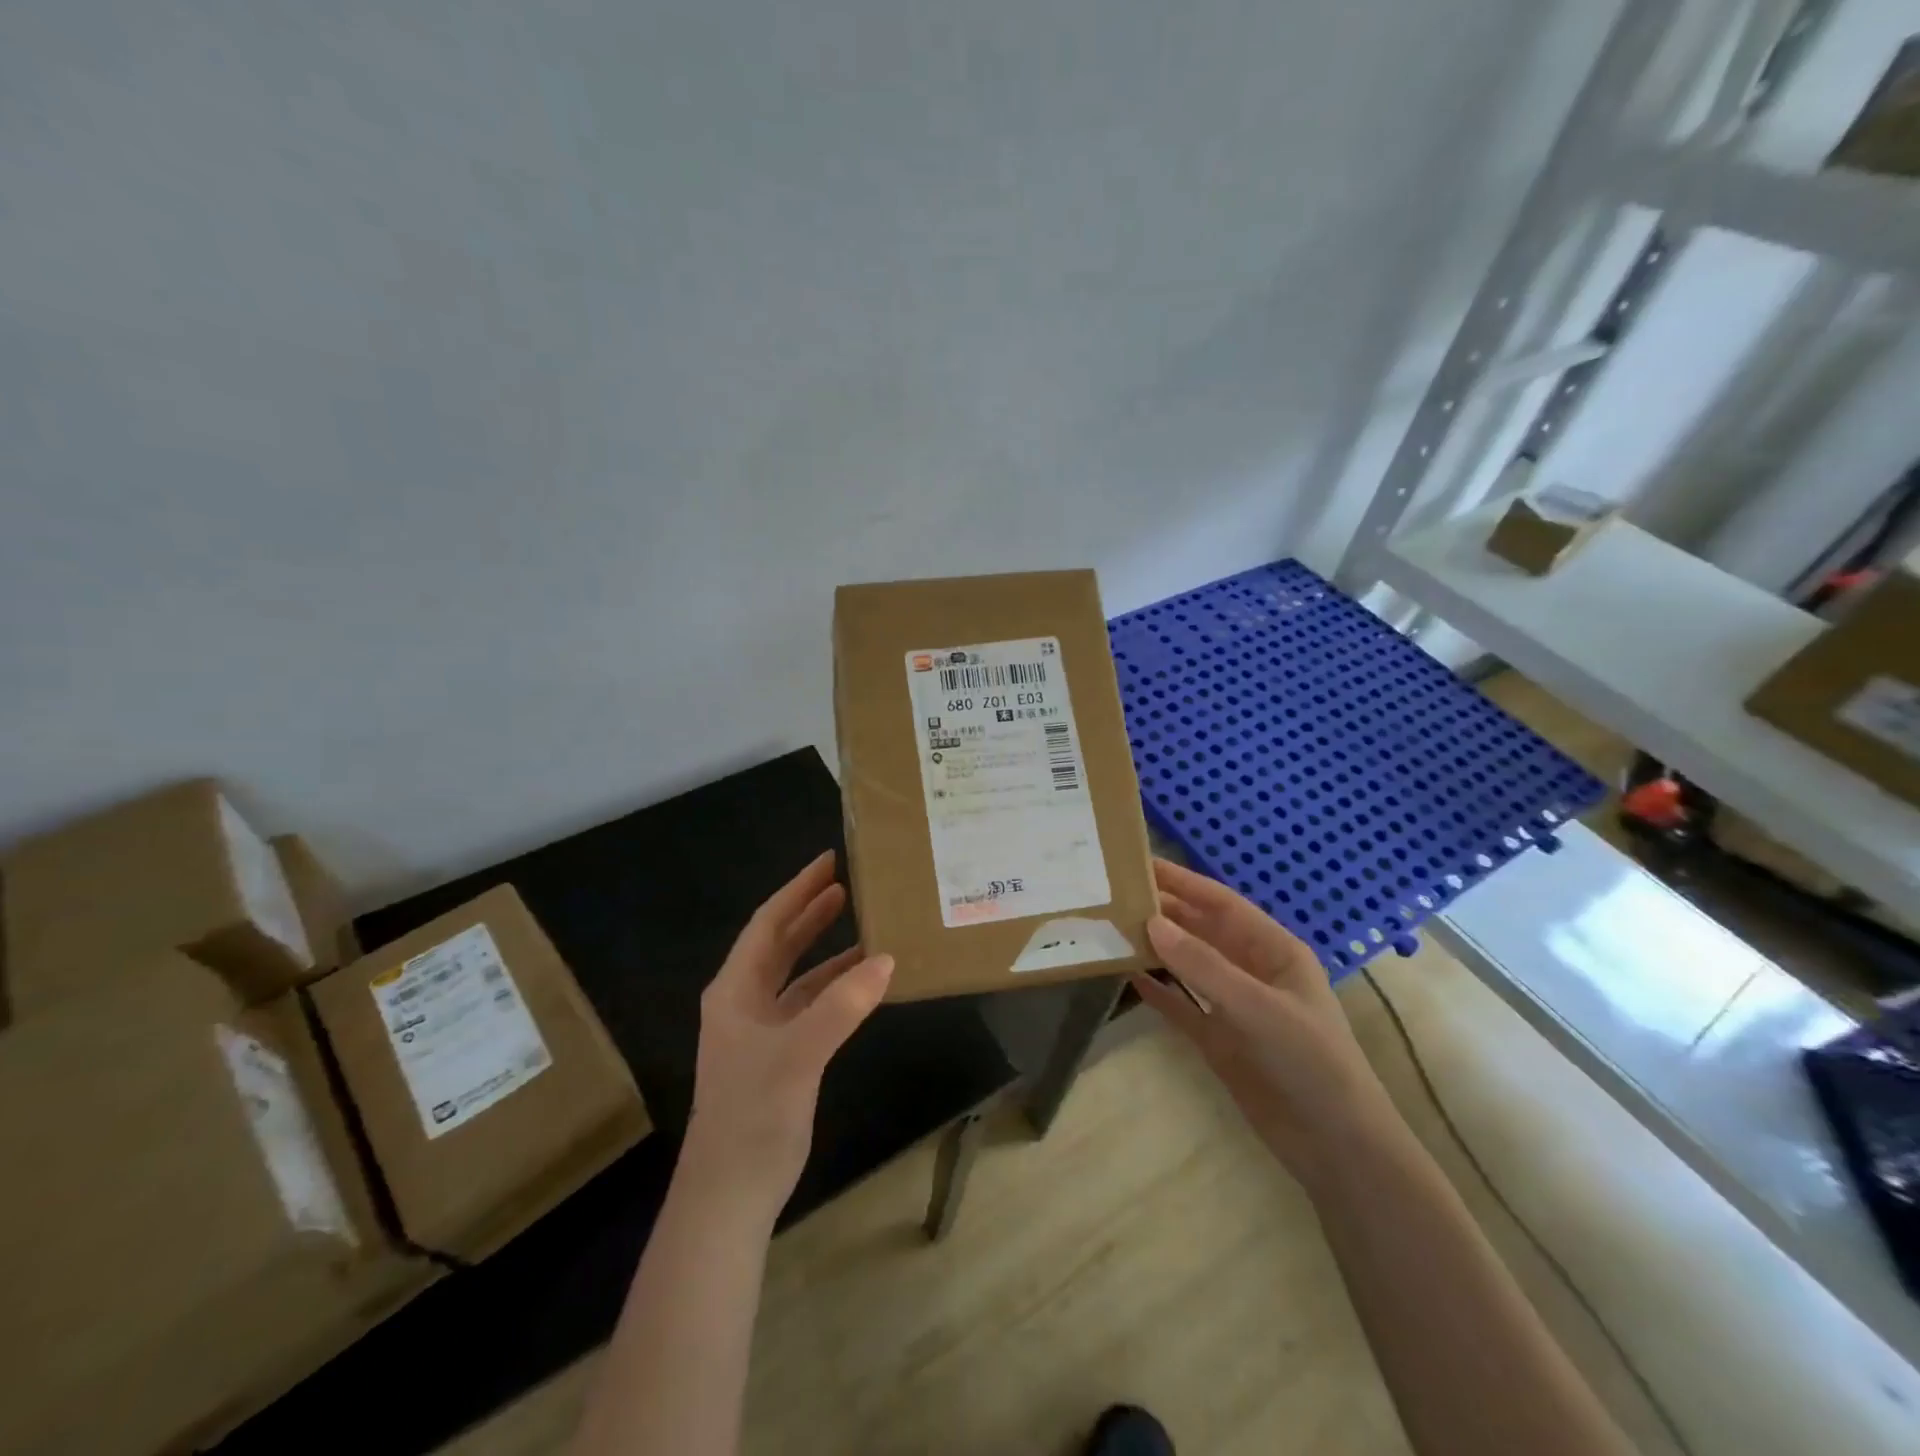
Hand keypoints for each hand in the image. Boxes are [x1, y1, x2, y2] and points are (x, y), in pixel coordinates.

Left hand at [682, 850, 892, 1221]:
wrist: (730, 1194)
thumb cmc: (753, 1115)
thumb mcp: (798, 1054)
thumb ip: (842, 1005)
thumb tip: (886, 959)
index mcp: (735, 990)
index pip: (768, 923)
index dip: (798, 890)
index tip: (829, 860)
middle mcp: (745, 1001)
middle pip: (782, 943)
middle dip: (812, 911)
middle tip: (849, 881)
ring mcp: (763, 1030)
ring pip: (799, 975)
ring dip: (829, 950)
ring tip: (866, 924)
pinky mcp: (782, 1055)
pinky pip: (813, 1006)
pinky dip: (837, 988)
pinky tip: (866, 981)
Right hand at [1133, 858, 1400, 1190]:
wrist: (1334, 1147)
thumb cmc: (1308, 1062)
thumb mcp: (1257, 1007)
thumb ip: (1203, 964)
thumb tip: (1151, 922)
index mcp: (1273, 950)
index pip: (1220, 904)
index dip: (1182, 882)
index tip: (1140, 864)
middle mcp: (1252, 971)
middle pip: (1201, 931)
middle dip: (1164, 912)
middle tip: (1115, 895)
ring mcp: (1234, 1006)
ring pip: (1188, 966)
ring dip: (1156, 949)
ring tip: (1113, 930)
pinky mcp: (1220, 1040)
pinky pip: (1182, 1006)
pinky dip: (1159, 991)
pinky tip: (1129, 978)